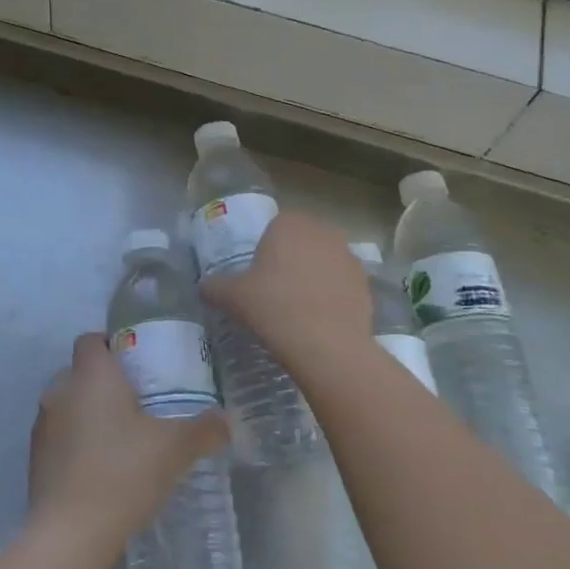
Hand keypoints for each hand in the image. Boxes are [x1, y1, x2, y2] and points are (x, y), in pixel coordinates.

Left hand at [28, 335, 228, 553]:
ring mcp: (42, 425)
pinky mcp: (34, 459)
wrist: (69, 535)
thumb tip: (227, 420)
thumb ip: (204, 428)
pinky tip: (101, 467)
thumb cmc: (123, 473)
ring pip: (67, 404)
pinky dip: (76, 442)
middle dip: (104, 382)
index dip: (112, 345)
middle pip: (80, 371)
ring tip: (121, 437)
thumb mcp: (175, 448)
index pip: (91, 339)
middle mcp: (60, 390)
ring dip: (88, 413)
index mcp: (91, 375)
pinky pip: (58, 436)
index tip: (138, 364)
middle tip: (137, 402)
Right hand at [199, 211, 371, 374]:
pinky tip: (320, 322)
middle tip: (275, 293)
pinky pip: (342, 285)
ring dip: (314, 278)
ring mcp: (349, 256)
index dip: (265, 250)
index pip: (275, 227)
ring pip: (324, 263)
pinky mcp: (366, 284)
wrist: (326, 344)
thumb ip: (214, 286)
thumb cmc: (273, 307)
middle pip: (302, 243)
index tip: (258, 277)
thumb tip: (204, 286)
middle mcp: (323, 231)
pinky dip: (332, 298)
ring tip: (298, 310)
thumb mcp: (232, 297)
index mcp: (289, 224)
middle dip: (292, 261)